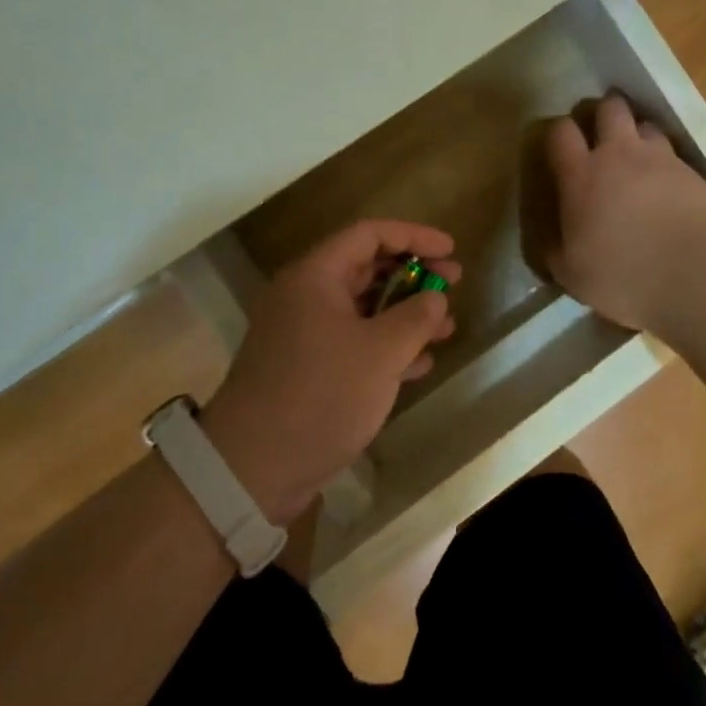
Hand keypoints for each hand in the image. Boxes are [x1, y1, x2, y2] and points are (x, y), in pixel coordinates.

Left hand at [202, 220, 460, 524]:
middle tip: (453, 284)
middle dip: (413, 275)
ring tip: (445, 327)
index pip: (369, 234)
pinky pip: (353, 341)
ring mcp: (303, 334)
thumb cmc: (320, 395)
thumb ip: (415, 318)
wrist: (252, 470)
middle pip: (366, 268)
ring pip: (363, 308)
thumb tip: (434, 299)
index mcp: (315, 276)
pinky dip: (386, 345)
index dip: (414, 236)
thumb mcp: (380, 353)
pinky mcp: (306, 369)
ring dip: (405, 313)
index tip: (451, 250)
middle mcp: (306, 296)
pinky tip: (420, 363)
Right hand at [545, 94, 705, 333]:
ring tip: (639, 157)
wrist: (701, 275)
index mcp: (582, 176)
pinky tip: (669, 187)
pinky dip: (668, 163)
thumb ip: (557, 250)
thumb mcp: (574, 275)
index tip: (560, 147)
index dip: (558, 133)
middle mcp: (620, 155)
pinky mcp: (696, 173)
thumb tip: (552, 241)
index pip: (561, 132)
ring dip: (639, 134)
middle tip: (602, 135)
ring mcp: (662, 160)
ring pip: (647, 125)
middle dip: (604, 113)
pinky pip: (675, 154)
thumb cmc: (626, 277)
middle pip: (610, 108)